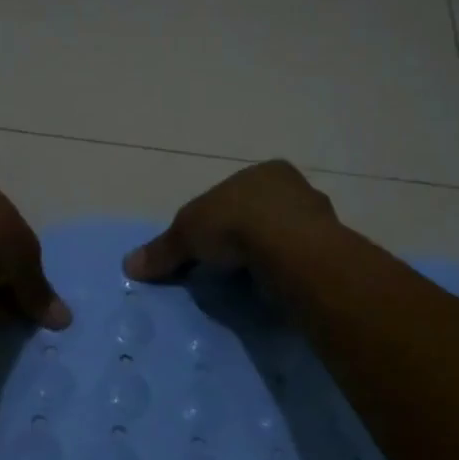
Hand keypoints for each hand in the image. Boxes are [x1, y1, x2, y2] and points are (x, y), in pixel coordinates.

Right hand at [123, 160, 338, 280]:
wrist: (291, 249)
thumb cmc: (236, 224)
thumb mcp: (186, 233)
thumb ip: (162, 250)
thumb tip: (128, 265)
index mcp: (263, 172)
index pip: (232, 194)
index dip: (215, 219)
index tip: (205, 245)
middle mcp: (294, 188)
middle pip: (260, 213)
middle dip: (243, 237)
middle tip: (225, 265)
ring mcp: (318, 219)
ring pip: (284, 236)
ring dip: (267, 256)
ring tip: (248, 282)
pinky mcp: (329, 250)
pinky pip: (299, 260)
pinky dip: (284, 272)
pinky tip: (271, 287)